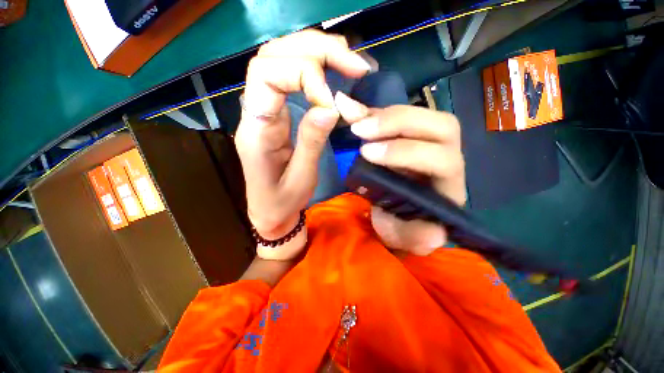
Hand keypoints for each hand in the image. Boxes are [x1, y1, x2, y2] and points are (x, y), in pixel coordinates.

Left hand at [234, 30, 371, 259]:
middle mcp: (255, 111)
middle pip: (272, 56)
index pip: (267, 74)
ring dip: (315, 51)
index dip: (304, 75)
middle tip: (353, 62)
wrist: (269, 211)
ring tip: (348, 60)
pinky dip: (314, 65)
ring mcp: (264, 109)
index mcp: (256, 130)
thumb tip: (331, 106)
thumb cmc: (282, 201)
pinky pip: (289, 75)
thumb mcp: (302, 177)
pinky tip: (334, 69)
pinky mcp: (276, 112)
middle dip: (315, 50)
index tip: (332, 101)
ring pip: (279, 58)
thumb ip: (312, 141)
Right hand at [335, 93, 466, 255]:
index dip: (405, 152)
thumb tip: (433, 233)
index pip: (442, 159)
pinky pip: (396, 115)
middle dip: (397, 123)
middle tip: (360, 129)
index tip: (367, 153)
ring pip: (421, 115)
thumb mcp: (406, 238)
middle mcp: (445, 157)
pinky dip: (373, 111)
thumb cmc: (402, 226)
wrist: (396, 213)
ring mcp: (427, 142)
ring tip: (353, 117)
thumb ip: (418, 239)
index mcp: (448, 186)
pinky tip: (353, 108)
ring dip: (384, 114)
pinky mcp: (407, 135)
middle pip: (440, 126)